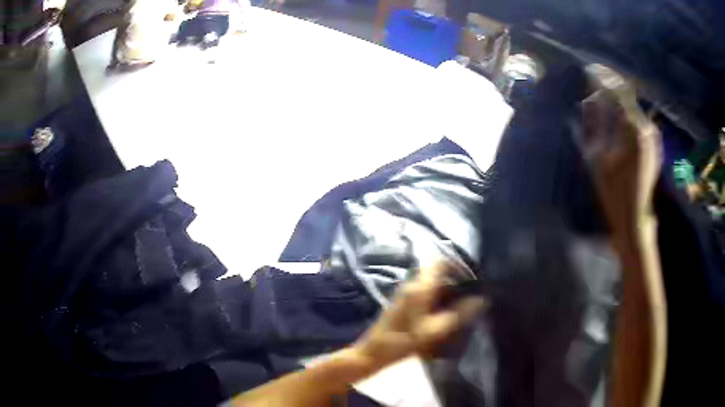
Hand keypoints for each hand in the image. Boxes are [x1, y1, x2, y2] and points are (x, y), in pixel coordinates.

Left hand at [352, 263, 485, 369]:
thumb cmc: (403, 340)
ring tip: (465, 300)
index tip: (474, 274)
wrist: (374, 352)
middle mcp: (412, 284)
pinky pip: (426, 292)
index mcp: (420, 286)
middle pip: (438, 272)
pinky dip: (439, 297)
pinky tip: (448, 310)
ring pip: (433, 283)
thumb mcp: (435, 330)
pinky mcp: (404, 302)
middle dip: (457, 279)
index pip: (440, 262)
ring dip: (448, 289)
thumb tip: (482, 300)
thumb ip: (460, 314)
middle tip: (474, 290)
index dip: (458, 264)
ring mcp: (407, 293)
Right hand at [580, 65, 661, 236]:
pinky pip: (640, 122)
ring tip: (605, 101)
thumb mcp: (598, 157)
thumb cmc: (614, 192)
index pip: (617, 93)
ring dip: (619, 102)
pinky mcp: (655, 147)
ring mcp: (653, 138)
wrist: (635, 218)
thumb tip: (589, 98)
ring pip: (634, 109)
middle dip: (611, 89)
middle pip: (627, 98)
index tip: (590, 69)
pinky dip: (628, 116)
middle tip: (596, 83)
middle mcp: (646, 128)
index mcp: (633, 129)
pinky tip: (619, 119)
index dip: (603, 79)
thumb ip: (594, 124)